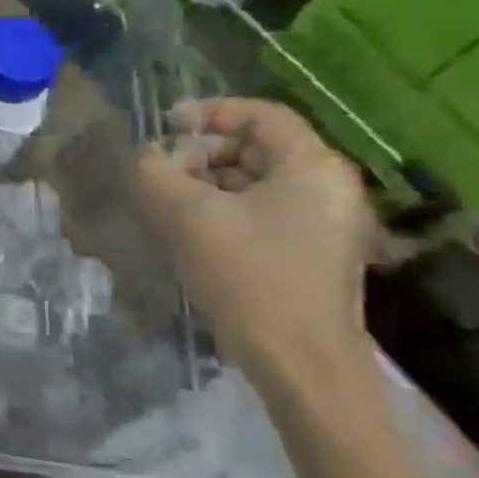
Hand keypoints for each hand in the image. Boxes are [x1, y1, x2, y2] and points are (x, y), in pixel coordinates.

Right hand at [133, 98, 373, 390]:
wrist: (301, 365)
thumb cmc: (248, 277)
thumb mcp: (186, 215)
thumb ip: (155, 172)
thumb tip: (148, 157)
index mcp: (313, 166)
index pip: (260, 114)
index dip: (208, 112)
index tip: (164, 128)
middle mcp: (330, 186)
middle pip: (258, 146)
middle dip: (203, 152)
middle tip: (163, 173)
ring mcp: (328, 222)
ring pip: (259, 180)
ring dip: (210, 182)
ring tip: (171, 203)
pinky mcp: (315, 252)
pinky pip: (266, 210)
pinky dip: (227, 208)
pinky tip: (194, 230)